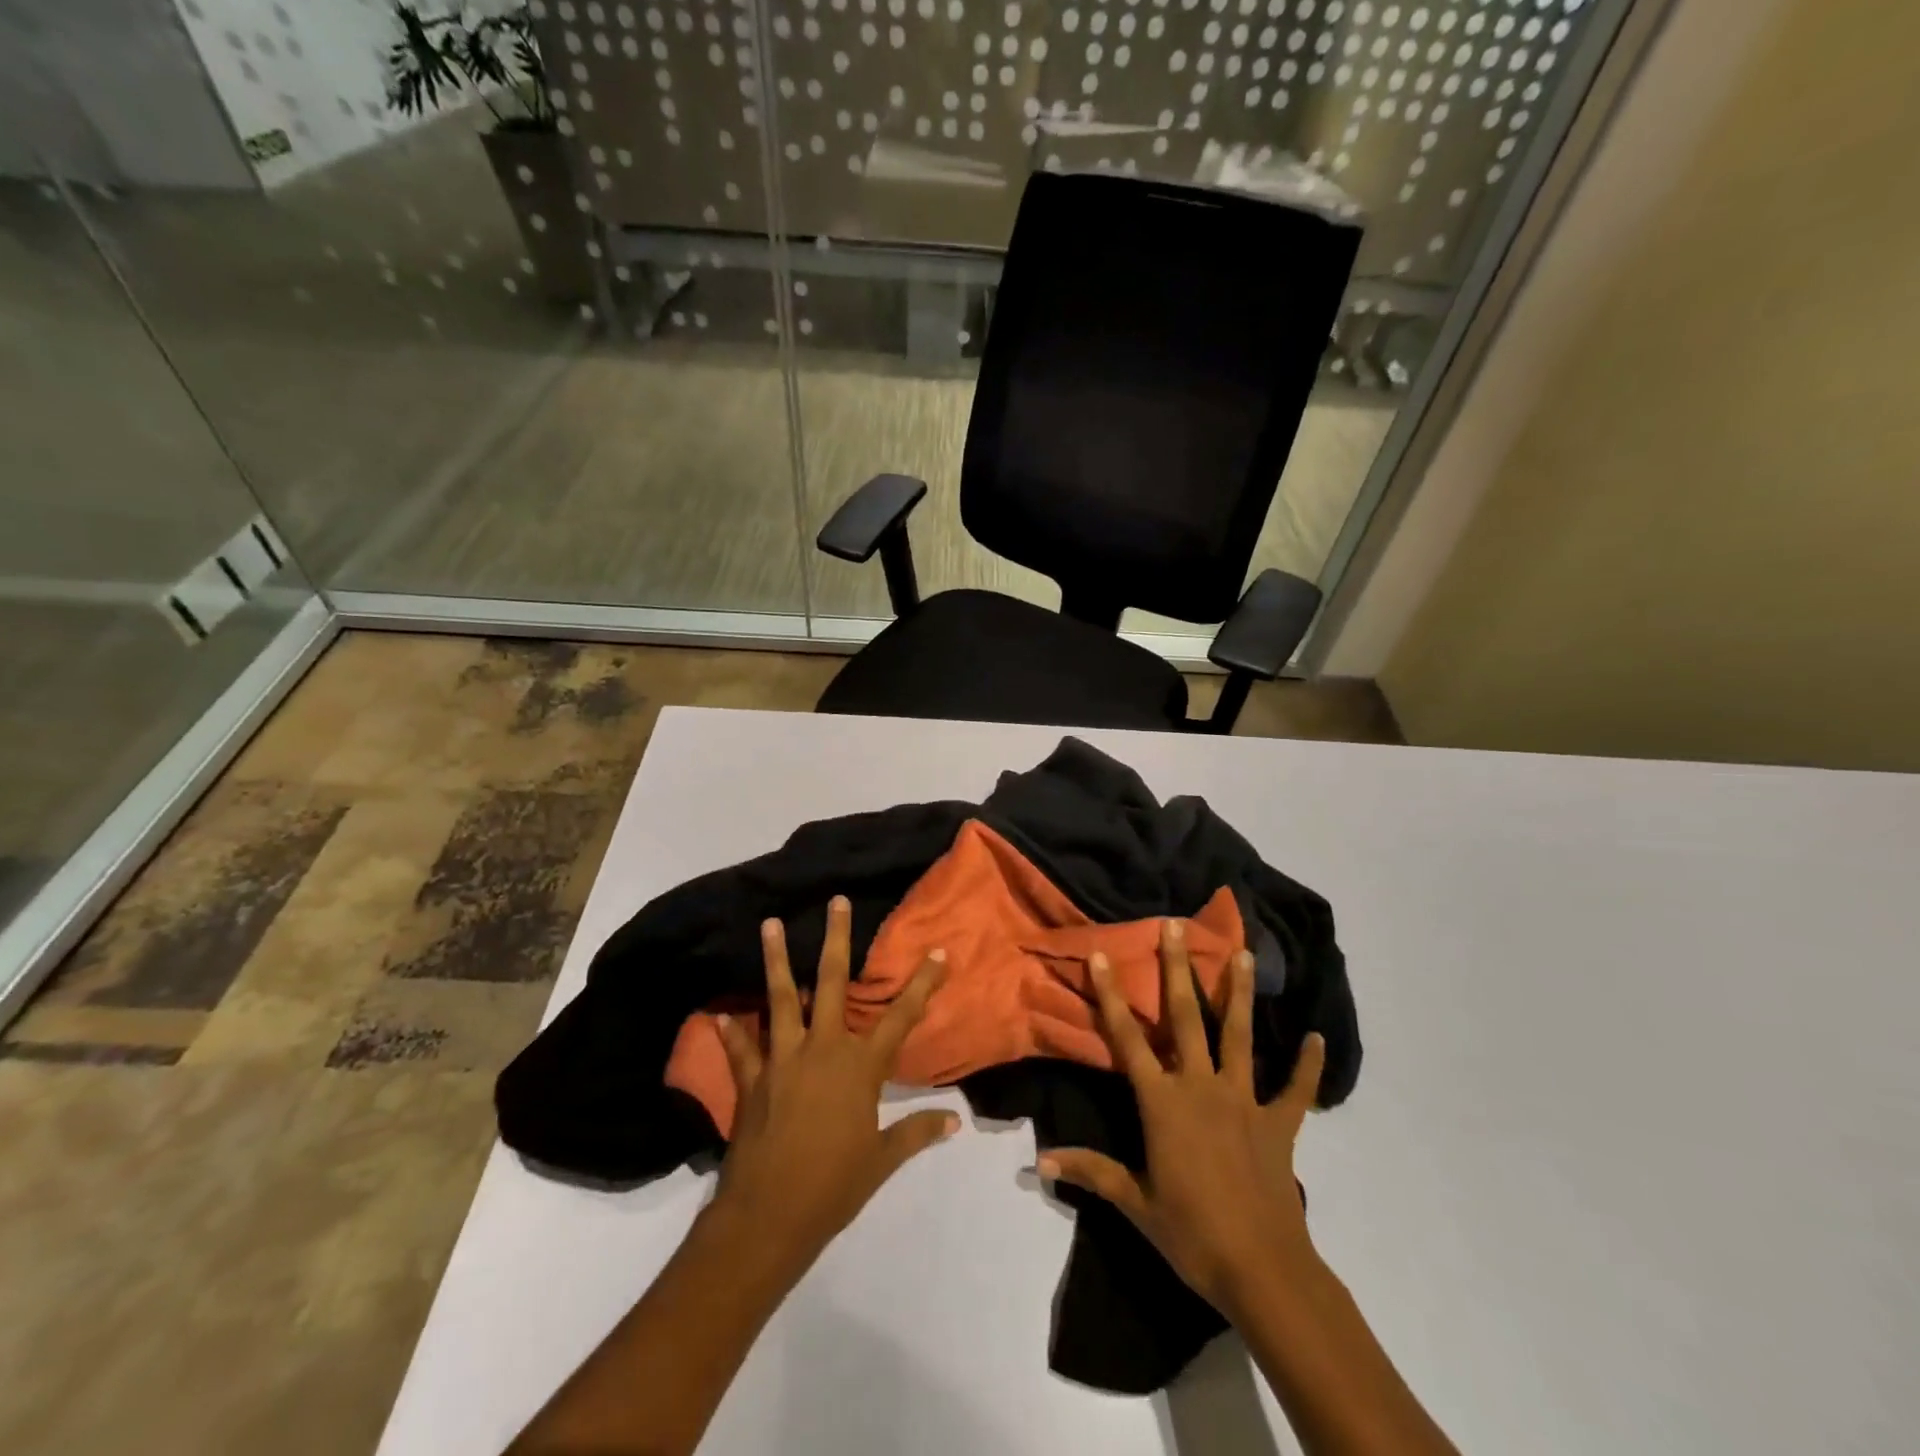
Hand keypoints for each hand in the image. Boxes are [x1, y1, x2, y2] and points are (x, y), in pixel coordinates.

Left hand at [709, 896, 956, 1272]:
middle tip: (836, 902)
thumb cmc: (834, 1187)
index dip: (922, 983)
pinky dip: (731, 1030)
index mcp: (860, 1067)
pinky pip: (742, 1048)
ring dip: (774, 960)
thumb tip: (954, 1122)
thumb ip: (916, 1133)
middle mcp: (823, 1049)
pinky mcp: (752, 1079)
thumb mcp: (882, 1161)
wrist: (770, 1217)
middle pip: (831, 983)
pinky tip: (718, 1013)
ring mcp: (783, 1059)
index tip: (938, 952)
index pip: (901, 1017)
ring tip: (769, 924)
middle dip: (836, 939)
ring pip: (780, 999)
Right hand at [1038, 919, 1325, 1317]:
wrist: (1262, 1270)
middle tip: (1176, 926)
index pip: (1128, 1039)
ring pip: (1240, 1036)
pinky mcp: (1279, 1124)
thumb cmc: (1191, 1233)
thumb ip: (1091, 1172)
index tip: (1103, 954)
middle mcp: (1201, 1087)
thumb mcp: (1135, 1202)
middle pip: (1186, 1018)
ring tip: (1243, 953)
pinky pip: (1294, 1090)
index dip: (1112, 995)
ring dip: (1240, 993)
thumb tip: (1040, 1161)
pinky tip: (1316, 1038)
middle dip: (1178, 970)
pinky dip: (1306, 1065)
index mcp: (1163, 1102)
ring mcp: (1243, 1101)